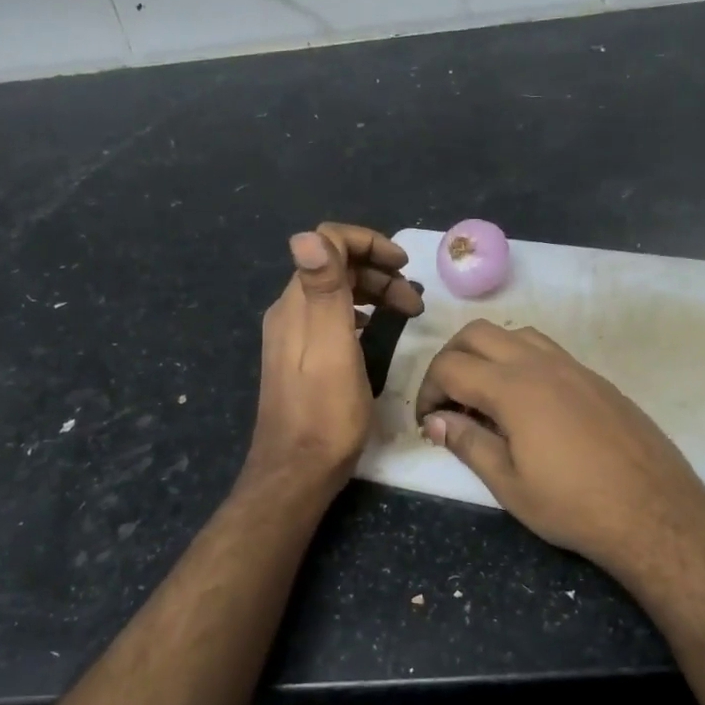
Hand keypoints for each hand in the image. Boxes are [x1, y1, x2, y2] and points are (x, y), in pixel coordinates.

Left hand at [244, 223, 423, 492]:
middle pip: (334, 267)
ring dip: (373, 292)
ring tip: (406, 312)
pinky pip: (333, 319)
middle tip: (415, 299)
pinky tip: (375, 331)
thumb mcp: (331, 348)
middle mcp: (290, 313)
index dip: (369, 243)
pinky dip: (360, 314)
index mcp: (296, 304)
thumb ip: (323, 290)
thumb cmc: (325, 413)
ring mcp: (293, 337)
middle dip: (378, 271)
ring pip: (335, 294)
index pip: (326, 242)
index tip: (405, 265)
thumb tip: (306, 233)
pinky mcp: (301, 360)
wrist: (297, 471)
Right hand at [415, 321, 704, 596]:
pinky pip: (547, 351)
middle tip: (447, 400)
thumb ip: (468, 443)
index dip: (428, 391)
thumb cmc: (574, 506)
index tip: (429, 422)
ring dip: (487, 354)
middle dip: (450, 359)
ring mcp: (574, 367)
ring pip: (515, 334)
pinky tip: (527, 404)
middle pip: (478, 333)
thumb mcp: (509, 484)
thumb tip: (438, 421)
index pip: (450, 367)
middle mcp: (541, 364)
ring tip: (485, 397)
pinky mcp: (596, 379)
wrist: (655, 512)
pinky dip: (520, 361)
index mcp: (513, 388)